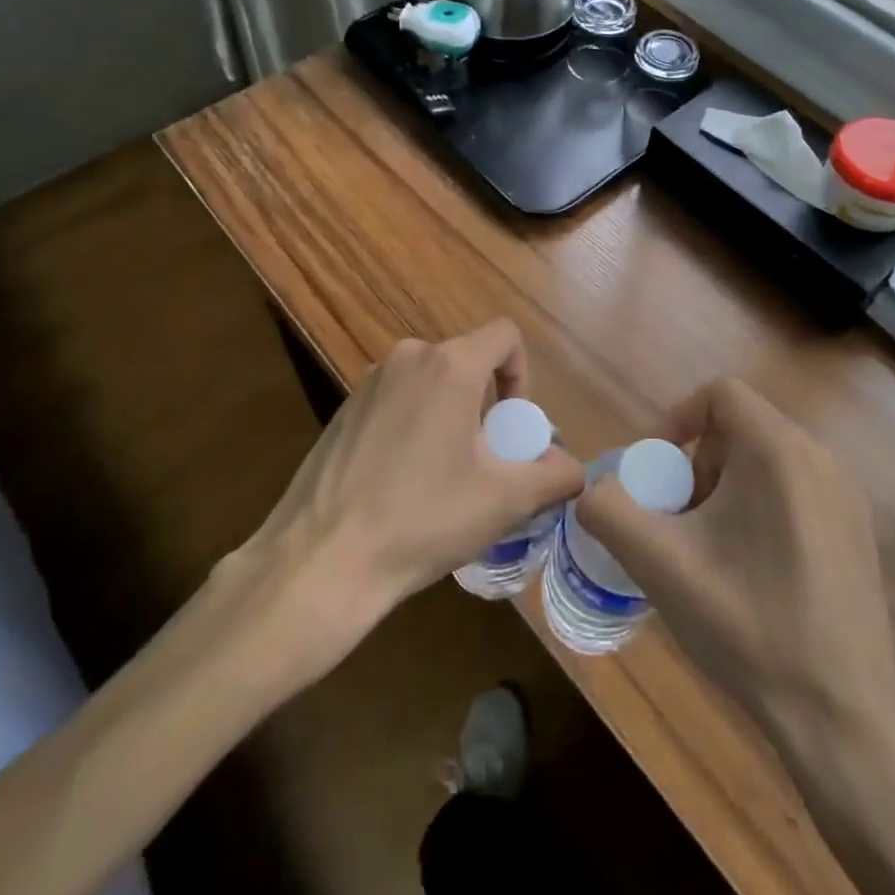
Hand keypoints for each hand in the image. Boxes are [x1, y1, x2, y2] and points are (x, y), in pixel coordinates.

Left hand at [248, 320, 582, 630]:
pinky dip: (414, 424)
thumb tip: (572, 469)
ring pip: (431, 381)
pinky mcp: (344, 408)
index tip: (513, 427)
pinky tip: (402, 482)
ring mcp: (369, 381)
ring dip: (450, 415)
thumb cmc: (423, 518)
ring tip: (444, 475)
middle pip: (467, 361)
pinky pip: (397, 400)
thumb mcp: (505, 501)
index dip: (522, 374)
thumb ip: (555, 476)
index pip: (504, 335)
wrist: (322, 559)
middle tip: (484, 460)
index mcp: (449, 365)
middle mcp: (408, 357)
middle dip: (486, 403)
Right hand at [577, 377, 894, 743]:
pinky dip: (760, 508)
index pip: (720, 393)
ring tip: (710, 550)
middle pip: (741, 428)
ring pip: (767, 461)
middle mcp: (821, 459)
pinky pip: (795, 491)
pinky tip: (751, 573)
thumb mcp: (659, 564)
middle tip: (680, 520)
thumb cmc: (748, 625)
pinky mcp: (858, 532)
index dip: (677, 418)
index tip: (657, 470)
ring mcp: (847, 497)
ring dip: (726, 488)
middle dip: (698, 464)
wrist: (842, 719)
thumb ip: (608, 510)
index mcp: (779, 451)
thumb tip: (593, 489)